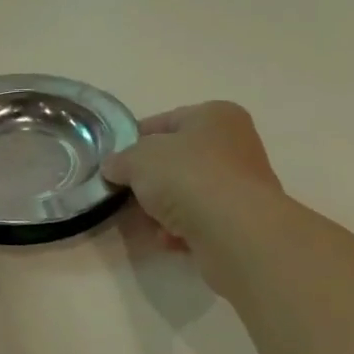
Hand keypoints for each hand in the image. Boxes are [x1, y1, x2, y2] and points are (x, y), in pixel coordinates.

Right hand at [103, 102, 283, 271]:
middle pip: (178, 160)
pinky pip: (200, 220)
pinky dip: (181, 229)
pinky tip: (168, 238)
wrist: (234, 230)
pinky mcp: (241, 220)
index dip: (135, 140)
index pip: (165, 121)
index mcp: (215, 115)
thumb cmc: (187, 177)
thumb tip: (112, 167)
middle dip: (149, 180)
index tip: (114, 161)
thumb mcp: (139, 159)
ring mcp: (241, 183)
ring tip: (146, 222)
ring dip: (163, 208)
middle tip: (125, 194)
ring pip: (188, 192)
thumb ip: (121, 160)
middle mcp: (235, 144)